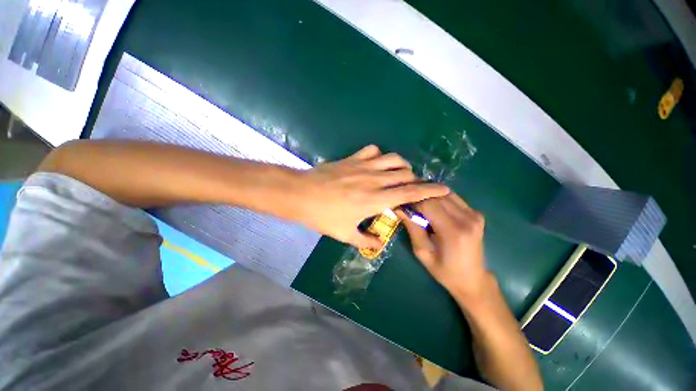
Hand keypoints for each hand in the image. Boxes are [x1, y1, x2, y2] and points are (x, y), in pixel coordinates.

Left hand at [296, 145, 448, 247]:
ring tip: (398, 174)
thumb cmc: (323, 215)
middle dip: (415, 179)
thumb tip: (377, 245)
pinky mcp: (352, 158)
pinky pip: (372, 150)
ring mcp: (363, 166)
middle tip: (412, 187)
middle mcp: (374, 179)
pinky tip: (376, 164)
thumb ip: (364, 240)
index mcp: (375, 199)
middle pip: (405, 173)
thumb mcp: (344, 233)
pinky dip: (380, 156)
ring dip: (401, 166)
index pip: (410, 193)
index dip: (429, 190)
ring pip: (392, 159)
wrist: (301, 194)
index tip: (444, 189)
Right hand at [398, 193, 487, 296]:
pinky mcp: (477, 214)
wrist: (472, 279)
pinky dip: (440, 199)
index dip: (412, 201)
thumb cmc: (443, 270)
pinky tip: (433, 207)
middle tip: (408, 203)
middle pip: (436, 196)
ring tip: (419, 204)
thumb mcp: (422, 251)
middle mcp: (467, 219)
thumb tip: (398, 207)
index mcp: (452, 231)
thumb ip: (412, 227)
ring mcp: (475, 215)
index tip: (401, 203)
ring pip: (445, 193)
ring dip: (430, 196)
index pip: (427, 204)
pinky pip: (453, 198)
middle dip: (420, 197)